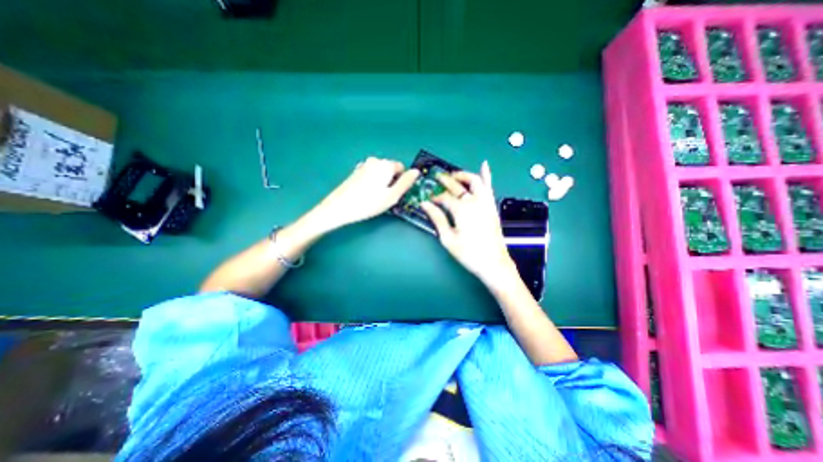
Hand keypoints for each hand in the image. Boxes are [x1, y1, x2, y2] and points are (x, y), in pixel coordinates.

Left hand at [315, 158, 419, 229]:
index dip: (401, 182)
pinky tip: (366, 195)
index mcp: (386, 165)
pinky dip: (372, 183)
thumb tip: (416, 171)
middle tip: (385, 198)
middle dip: (391, 181)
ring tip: (375, 198)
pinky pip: (371, 175)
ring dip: (382, 183)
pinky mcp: (355, 172)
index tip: (395, 194)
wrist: (339, 207)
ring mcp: (363, 165)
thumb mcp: (392, 196)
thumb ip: (406, 183)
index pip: (401, 168)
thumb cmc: (369, 203)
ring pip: (380, 173)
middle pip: (390, 170)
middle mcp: (375, 161)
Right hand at [420, 161, 515, 287]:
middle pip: (458, 186)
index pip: (445, 197)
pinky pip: (489, 187)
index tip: (428, 200)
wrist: (493, 263)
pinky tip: (485, 165)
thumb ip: (437, 219)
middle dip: (446, 180)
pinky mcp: (492, 206)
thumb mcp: (448, 238)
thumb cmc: (468, 253)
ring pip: (475, 181)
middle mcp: (474, 201)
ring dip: (463, 174)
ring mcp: (486, 202)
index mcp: (462, 209)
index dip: (435, 198)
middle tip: (437, 177)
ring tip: (454, 174)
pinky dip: (487, 175)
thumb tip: (425, 205)